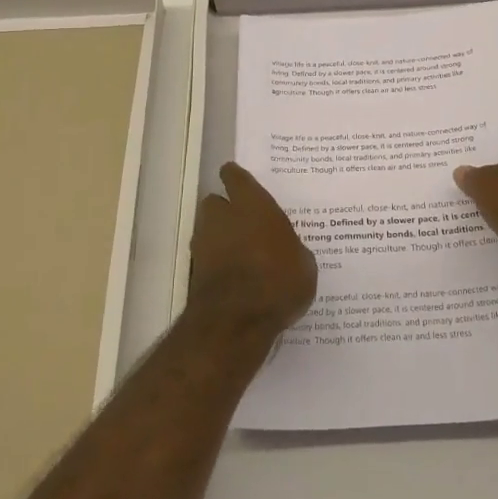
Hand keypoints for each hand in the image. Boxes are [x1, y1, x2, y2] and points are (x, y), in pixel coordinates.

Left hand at [186, 163, 317, 340]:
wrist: (236, 321)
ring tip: (241, 255)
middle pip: (215, 202)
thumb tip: (287, 250)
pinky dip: (217, 264)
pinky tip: (235, 279)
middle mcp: (223, 217)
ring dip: (219, 238)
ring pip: (208, 230)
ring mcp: (204, 244)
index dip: (235, 177)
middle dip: (225, 210)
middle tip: (245, 223)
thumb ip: (291, 249)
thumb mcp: (303, 264)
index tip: (236, 177)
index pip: (236, 177)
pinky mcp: (194, 272)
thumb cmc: (278, 280)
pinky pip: (207, 259)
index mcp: (253, 204)